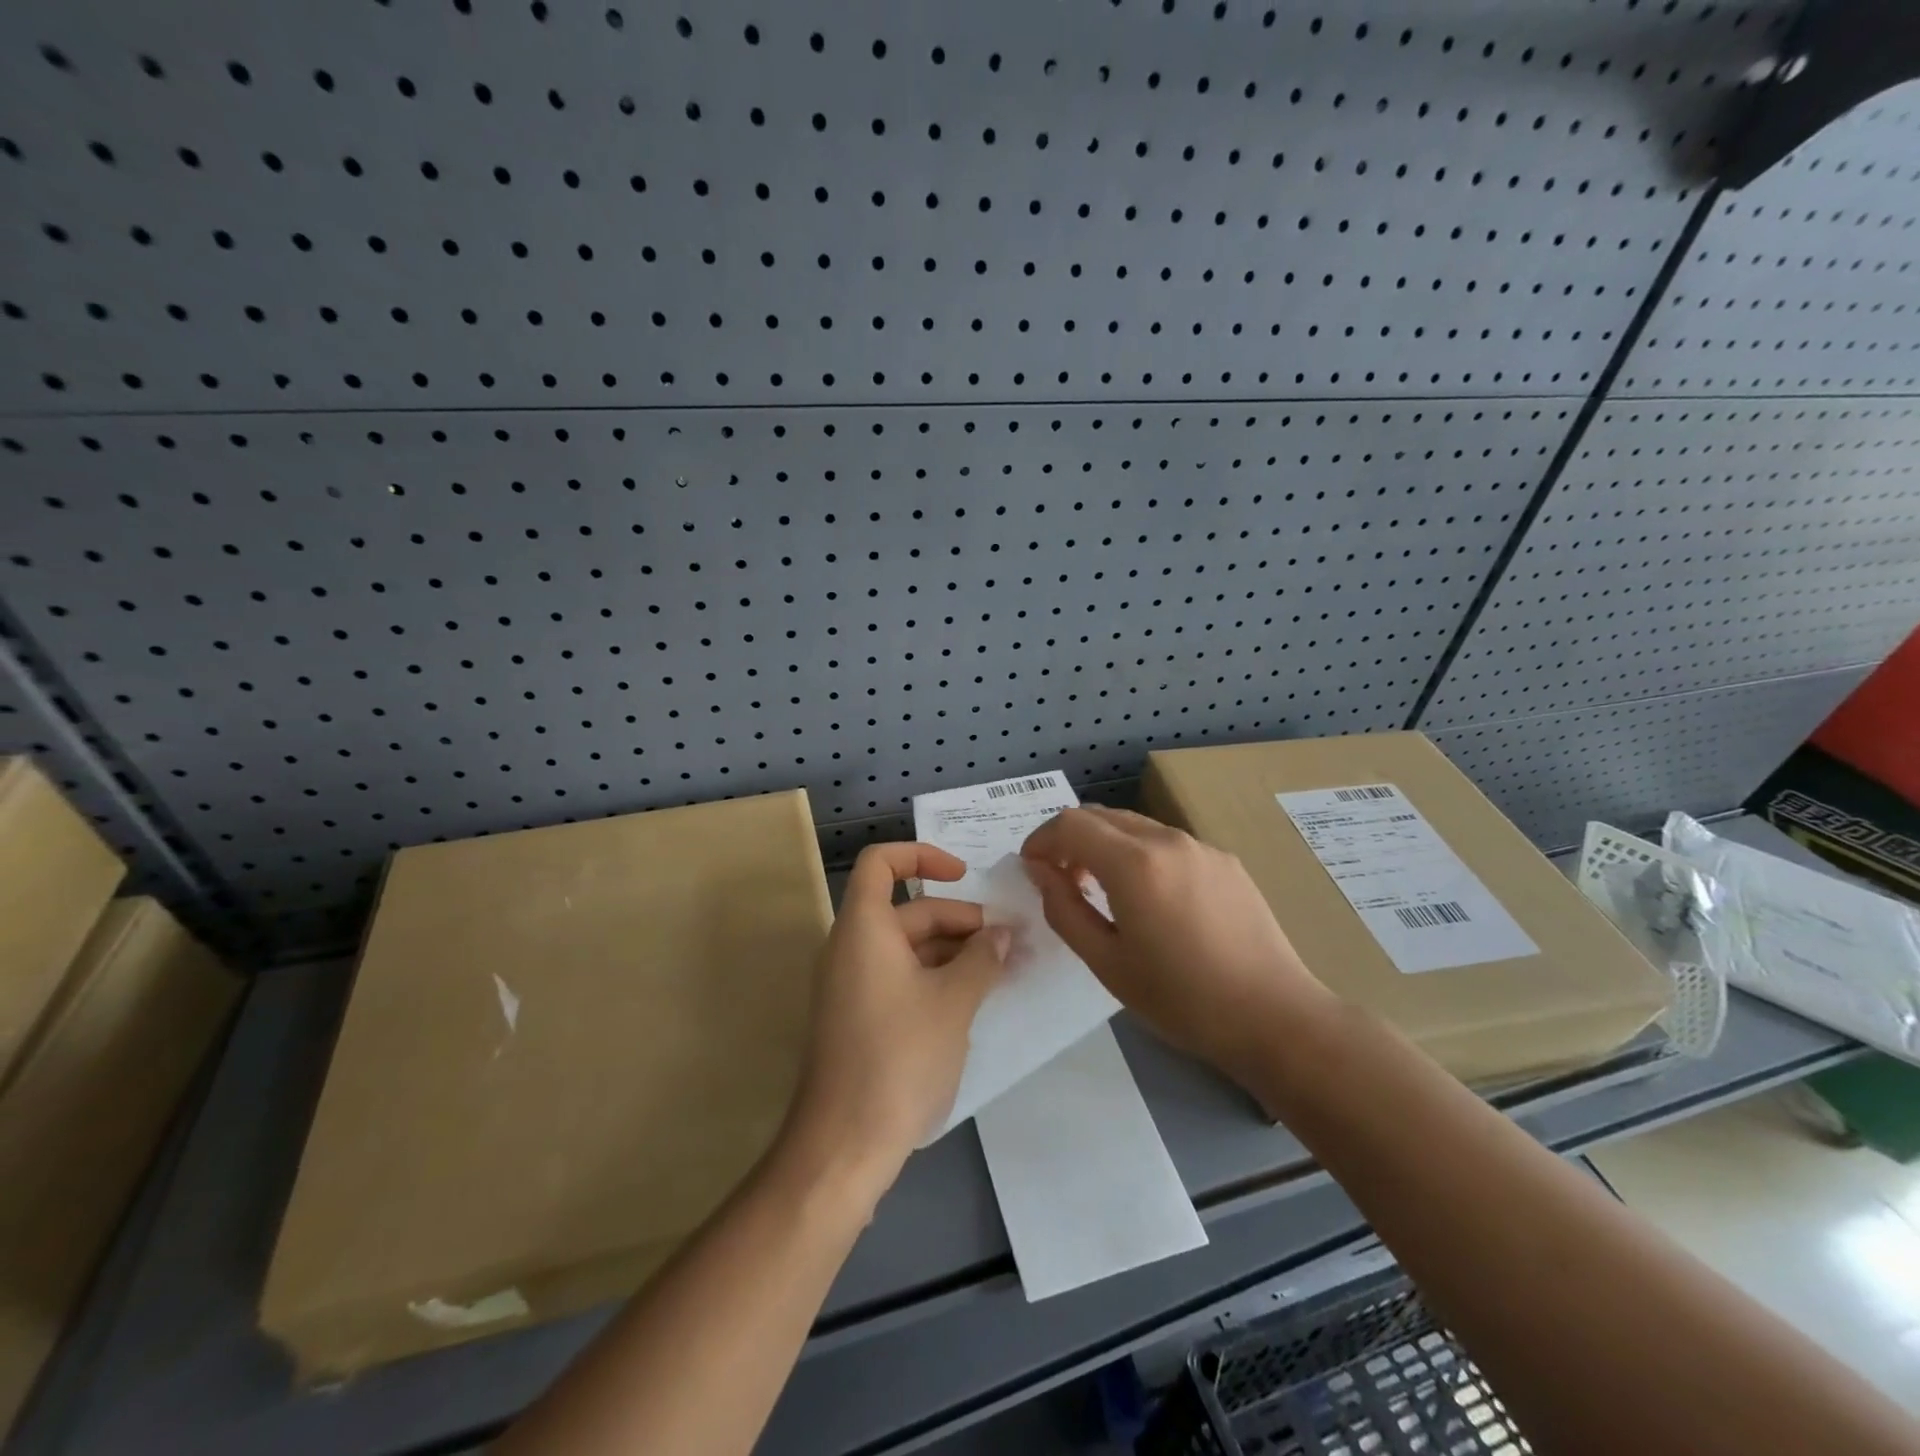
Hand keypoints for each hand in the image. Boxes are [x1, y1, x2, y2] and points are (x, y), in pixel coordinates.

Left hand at [782, 843, 1009, 1204]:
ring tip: (1004, 969)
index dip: (922, 856)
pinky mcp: (860, 1017)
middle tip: (1010, 941)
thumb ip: (982, 959)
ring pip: (909, 947)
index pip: (881, 862)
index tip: (965, 876)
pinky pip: (901, 977)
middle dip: (961, 919)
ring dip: (955, 951)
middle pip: (908, 910)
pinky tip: (975, 998)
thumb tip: (1003, 935)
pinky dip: (937, 977)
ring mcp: (853, 984)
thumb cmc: (899, 1059)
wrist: (843, 1145)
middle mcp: (851, 947)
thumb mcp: (953, 1003)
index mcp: (864, 928)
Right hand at [1021, 806, 1328, 1094]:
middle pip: (1101, 816)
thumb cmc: (1181, 999)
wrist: (1274, 1016)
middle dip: (1070, 839)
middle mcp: (1167, 840)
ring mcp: (1201, 846)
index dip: (1041, 840)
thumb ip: (1064, 908)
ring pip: (1135, 825)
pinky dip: (1140, 854)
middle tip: (1061, 880)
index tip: (1031, 869)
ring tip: (1103, 890)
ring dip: (1105, 845)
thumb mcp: (1106, 962)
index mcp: (1134, 863)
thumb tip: (1040, 871)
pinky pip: (1167, 843)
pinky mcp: (1225, 861)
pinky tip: (1151, 899)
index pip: (1070, 823)